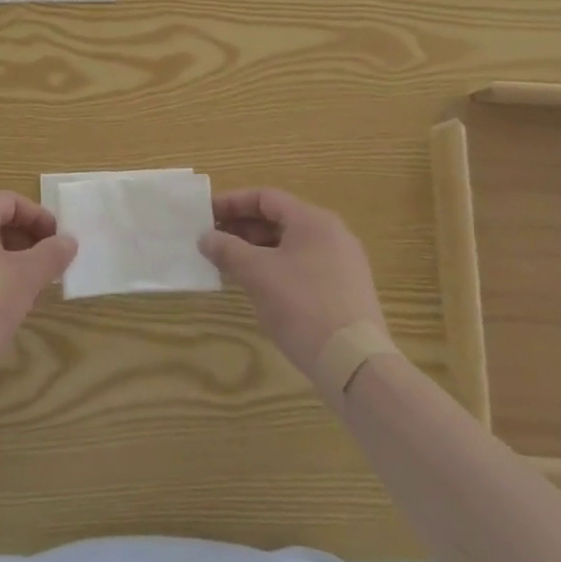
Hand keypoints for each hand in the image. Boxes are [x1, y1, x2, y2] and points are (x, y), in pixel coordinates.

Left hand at [0, 192, 77, 381]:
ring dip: (14, 260)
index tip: (58, 240)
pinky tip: (7, 305)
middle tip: (50, 263)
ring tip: (34, 285)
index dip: (38, 215)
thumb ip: (51, 254)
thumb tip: (68, 240)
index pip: (9, 201)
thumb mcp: (26, 278)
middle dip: (28, 239)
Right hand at [199, 188, 386, 376]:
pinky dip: (277, 267)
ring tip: (230, 265)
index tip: (206, 215)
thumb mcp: (257, 274)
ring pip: (290, 244)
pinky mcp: (345, 289)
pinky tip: (259, 286)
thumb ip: (227, 249)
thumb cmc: (302, 306)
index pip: (265, 197)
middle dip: (242, 228)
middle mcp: (332, 234)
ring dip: (257, 249)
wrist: (355, 364)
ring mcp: (343, 263)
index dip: (232, 203)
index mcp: (313, 220)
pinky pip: (303, 265)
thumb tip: (205, 238)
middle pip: (279, 219)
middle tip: (213, 241)